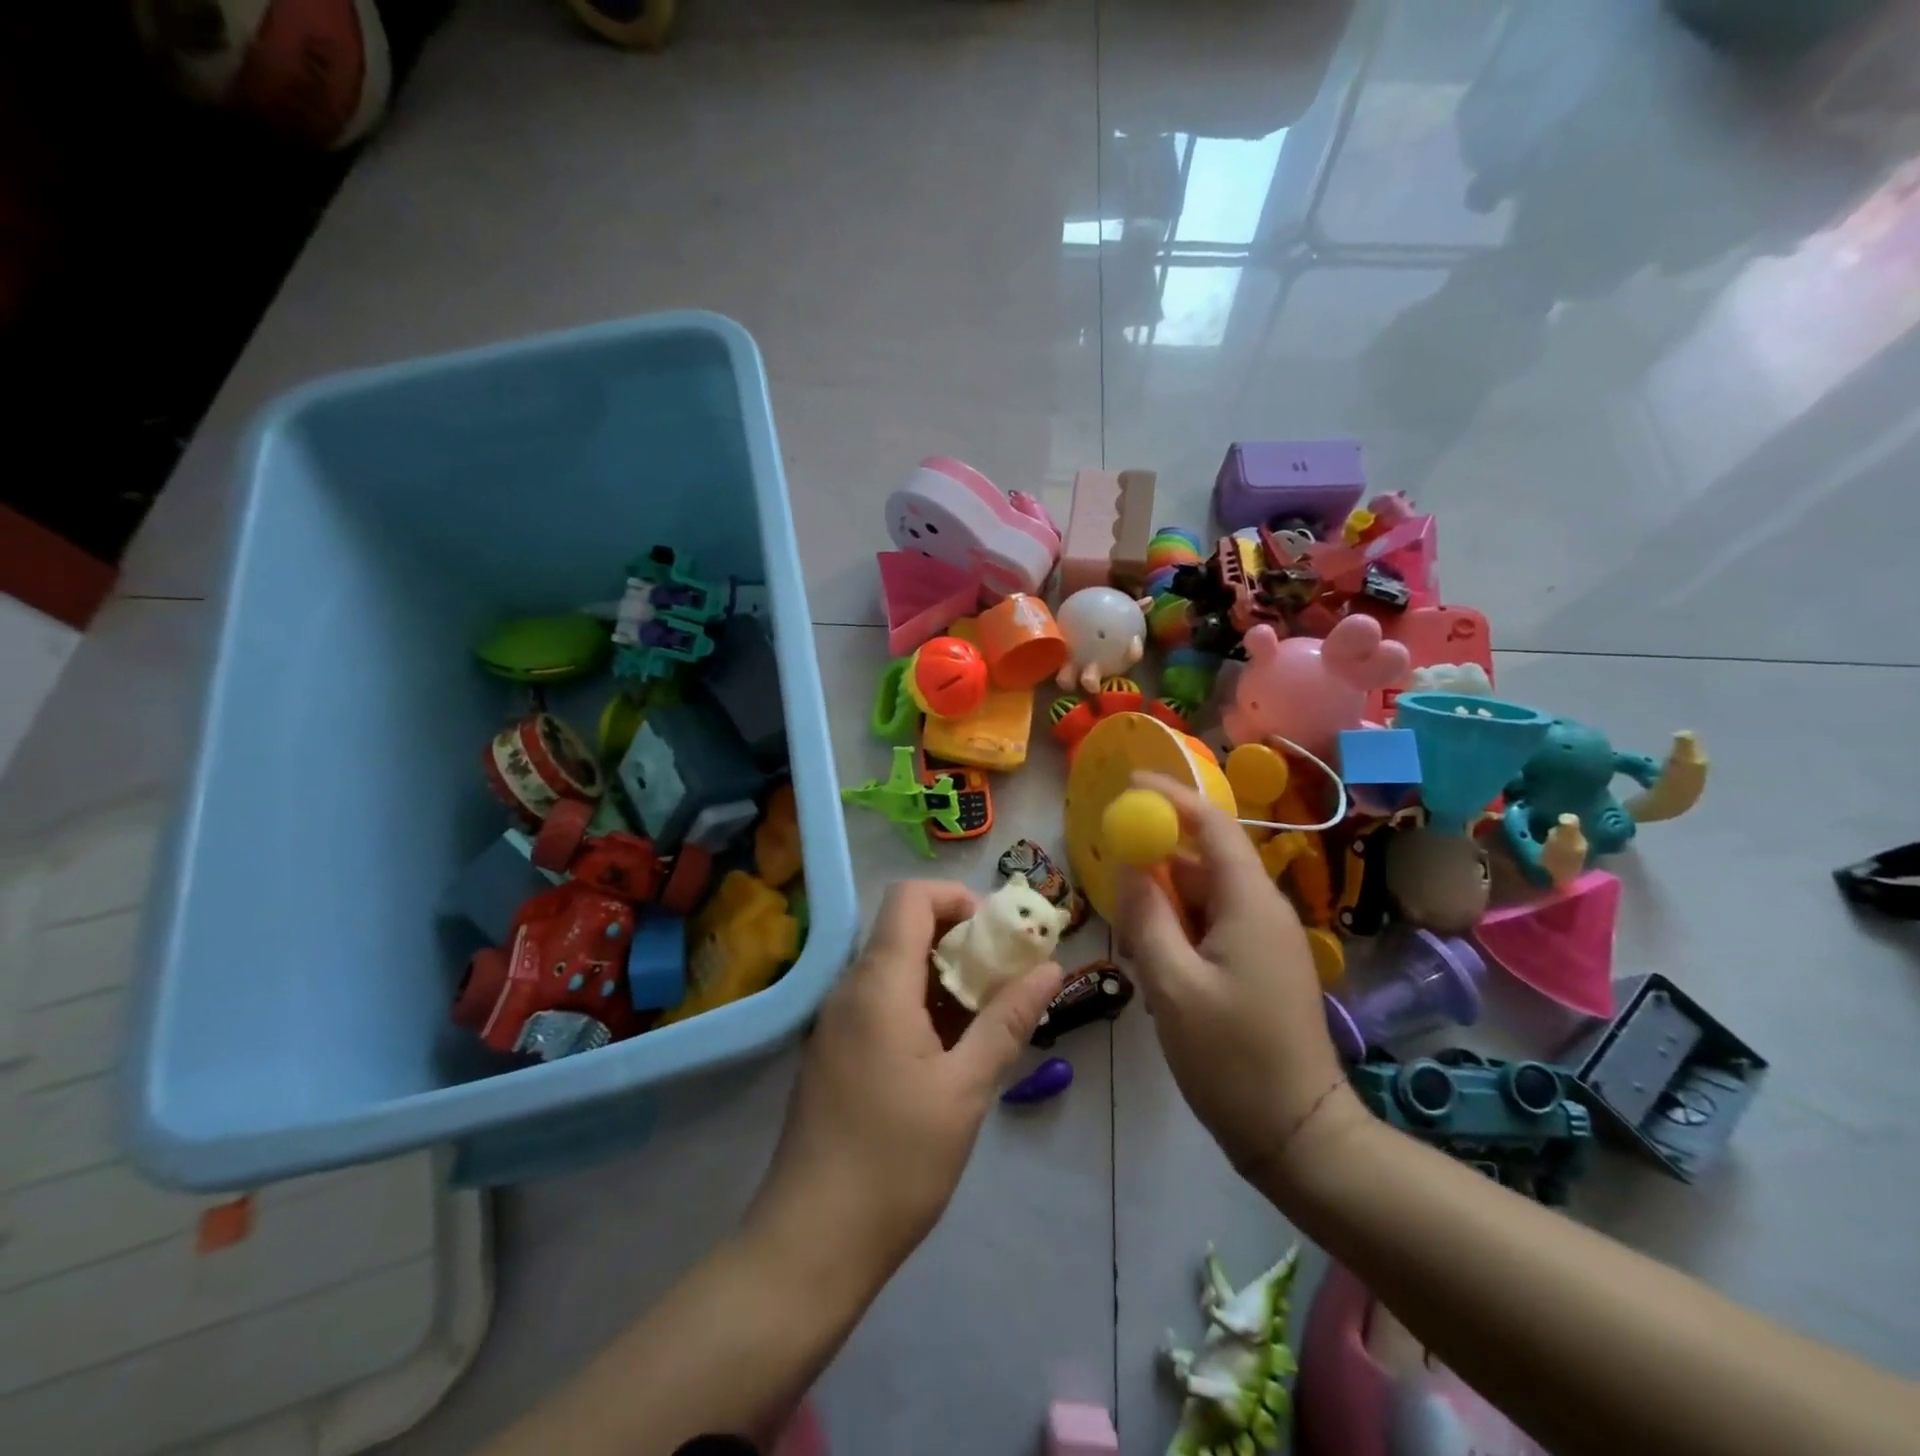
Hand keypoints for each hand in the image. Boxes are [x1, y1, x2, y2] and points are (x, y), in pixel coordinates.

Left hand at [747, 880, 1063, 1279]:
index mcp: (878, 984)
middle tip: (1005, 979)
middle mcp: (849, 989)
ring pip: (894, 968)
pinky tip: (949, 1053)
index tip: (998, 935)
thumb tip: (1050, 968)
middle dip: (960, 940)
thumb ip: (1007, 1020)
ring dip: (943, 978)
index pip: (910, 898)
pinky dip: (919, 1006)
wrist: (811, 1242)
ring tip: (986, 1019)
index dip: (957, 899)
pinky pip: (880, 1003)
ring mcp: (836, 1021)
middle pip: (904, 929)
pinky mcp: (833, 1052)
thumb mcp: (966, 1089)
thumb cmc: (896, 1161)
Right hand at [1113, 773, 1361, 1194]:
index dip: (1170, 796)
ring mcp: (1266, 939)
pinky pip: (1213, 925)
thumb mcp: (1172, 985)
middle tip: (1112, 882)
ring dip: (1164, 905)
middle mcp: (1263, 909)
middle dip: (1156, 862)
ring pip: (1204, 896)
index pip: (1211, 824)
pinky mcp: (1261, 964)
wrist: (1298, 1134)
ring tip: (1131, 943)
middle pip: (1204, 860)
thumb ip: (1146, 916)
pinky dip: (1179, 930)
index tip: (1128, 783)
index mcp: (1250, 903)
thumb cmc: (1231, 1059)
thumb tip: (1129, 862)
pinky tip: (1156, 966)